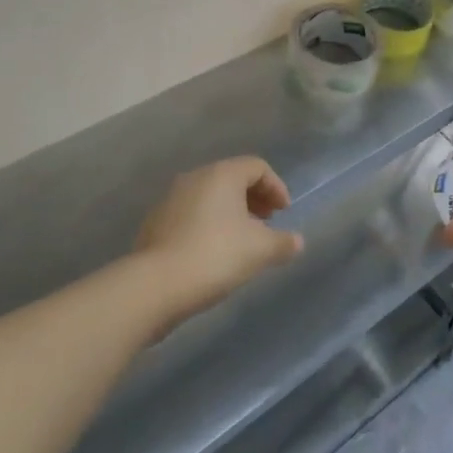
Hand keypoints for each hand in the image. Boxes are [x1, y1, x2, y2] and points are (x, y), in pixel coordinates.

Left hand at [136, 156, 303, 324]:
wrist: (155, 285)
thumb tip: (297, 241)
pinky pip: (192, 214)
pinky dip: (209, 224)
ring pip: (210, 196)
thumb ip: (283, 242)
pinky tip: (214, 252)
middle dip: (254, 198)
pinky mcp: (156, 222)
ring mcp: (171, 198)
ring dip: (231, 212)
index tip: (284, 213)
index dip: (276, 187)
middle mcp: (195, 177)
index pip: (257, 167)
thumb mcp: (259, 251)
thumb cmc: (215, 255)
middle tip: (267, 223)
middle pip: (232, 178)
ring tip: (242, 240)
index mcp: (222, 174)